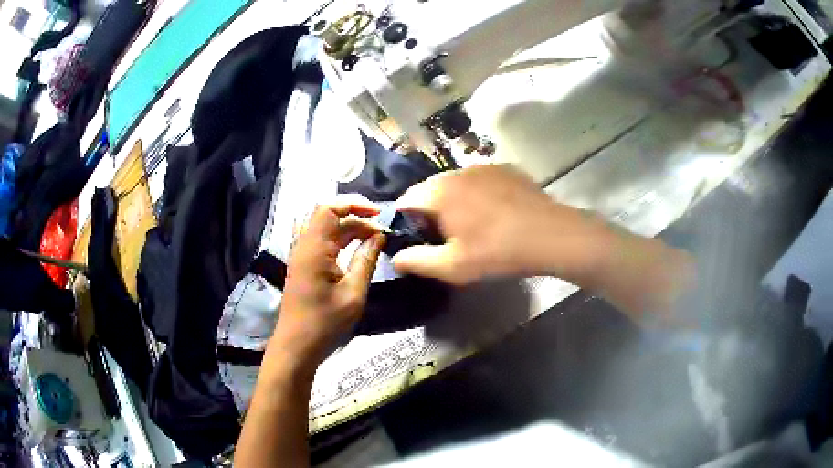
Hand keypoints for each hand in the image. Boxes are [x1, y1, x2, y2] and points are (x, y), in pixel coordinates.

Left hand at [272, 201, 385, 367]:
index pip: (329, 208)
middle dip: (356, 217)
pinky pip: (322, 242)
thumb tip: (379, 236)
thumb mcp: (353, 293)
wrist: (297, 346)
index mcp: (314, 248)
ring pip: (326, 229)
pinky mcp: (304, 266)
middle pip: (328, 216)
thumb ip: (366, 260)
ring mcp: (302, 256)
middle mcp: (304, 246)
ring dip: (349, 229)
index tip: (378, 213)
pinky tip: (357, 251)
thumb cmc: (325, 323)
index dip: (354, 203)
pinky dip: (340, 240)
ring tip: (374, 240)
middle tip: (380, 232)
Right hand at [393, 164, 604, 284]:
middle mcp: (457, 172)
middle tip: (444, 234)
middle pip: (431, 188)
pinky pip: (481, 179)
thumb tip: (395, 259)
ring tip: (472, 222)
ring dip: (455, 198)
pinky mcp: (506, 168)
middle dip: (430, 208)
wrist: (550, 235)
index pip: (406, 199)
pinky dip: (478, 192)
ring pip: (457, 182)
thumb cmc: (497, 252)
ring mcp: (484, 166)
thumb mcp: (453, 267)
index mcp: (439, 193)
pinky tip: (495, 211)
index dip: (404, 218)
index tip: (415, 236)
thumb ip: (417, 261)